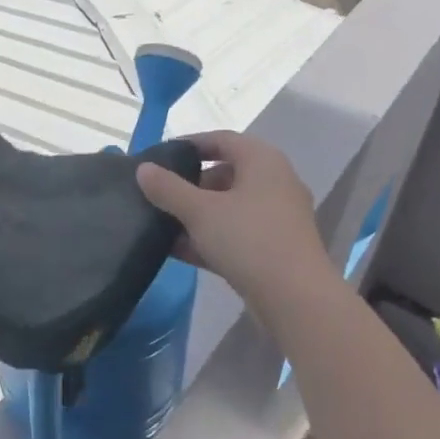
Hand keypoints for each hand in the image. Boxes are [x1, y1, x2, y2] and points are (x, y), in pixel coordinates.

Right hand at [135, 131, 333, 309]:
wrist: (296, 298)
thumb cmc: (249, 239)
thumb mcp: (201, 211)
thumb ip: (169, 188)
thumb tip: (143, 169)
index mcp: (262, 161)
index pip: (222, 140)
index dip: (189, 144)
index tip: (158, 157)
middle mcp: (274, 183)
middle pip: (225, 174)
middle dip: (189, 184)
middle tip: (158, 195)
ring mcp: (276, 218)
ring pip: (229, 207)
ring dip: (196, 214)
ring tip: (161, 223)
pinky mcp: (273, 248)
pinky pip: (235, 233)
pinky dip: (209, 237)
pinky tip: (177, 250)